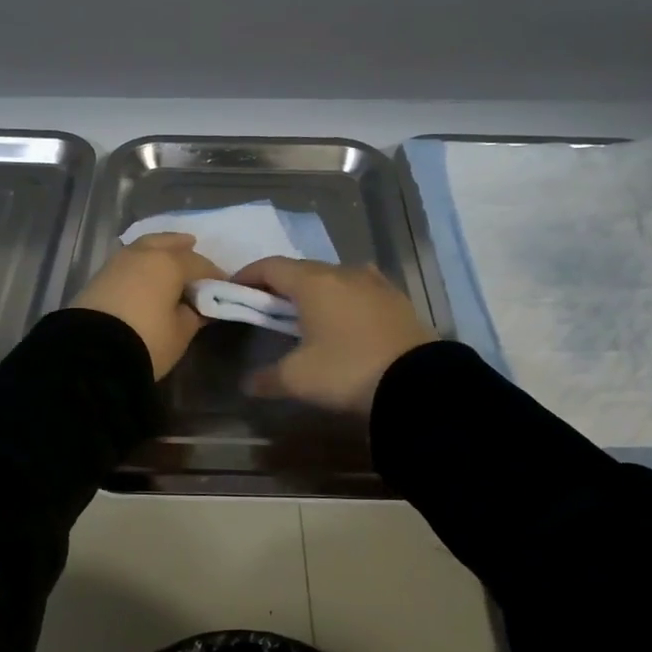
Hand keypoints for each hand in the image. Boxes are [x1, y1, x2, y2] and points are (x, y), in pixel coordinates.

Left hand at [69, 233, 224, 378]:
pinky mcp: (98, 278)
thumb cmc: (147, 340)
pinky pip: (128, 262)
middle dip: (181, 245)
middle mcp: (142, 254)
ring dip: (158, 251)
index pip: (199, 263)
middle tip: (192, 247)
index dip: (214, 274)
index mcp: (168, 263)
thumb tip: (198, 306)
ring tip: (167, 261)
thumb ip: (194, 315)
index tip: (224, 285)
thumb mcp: (180, 333)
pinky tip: (144, 276)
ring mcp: (116, 263)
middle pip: (167, 242)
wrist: (90, 354)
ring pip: (143, 248)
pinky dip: (140, 264)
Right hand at [230, 257, 436, 414]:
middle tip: (266, 305)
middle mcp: (342, 272)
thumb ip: (267, 378)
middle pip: (301, 269)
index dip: (248, 275)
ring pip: (333, 276)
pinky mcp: (396, 298)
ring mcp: (374, 282)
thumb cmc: (347, 371)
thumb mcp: (298, 379)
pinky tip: (344, 314)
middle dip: (279, 284)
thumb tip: (246, 384)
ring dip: (313, 288)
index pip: (271, 267)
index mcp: (313, 283)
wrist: (417, 382)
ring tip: (305, 312)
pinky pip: (359, 288)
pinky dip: (342, 296)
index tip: (234, 289)